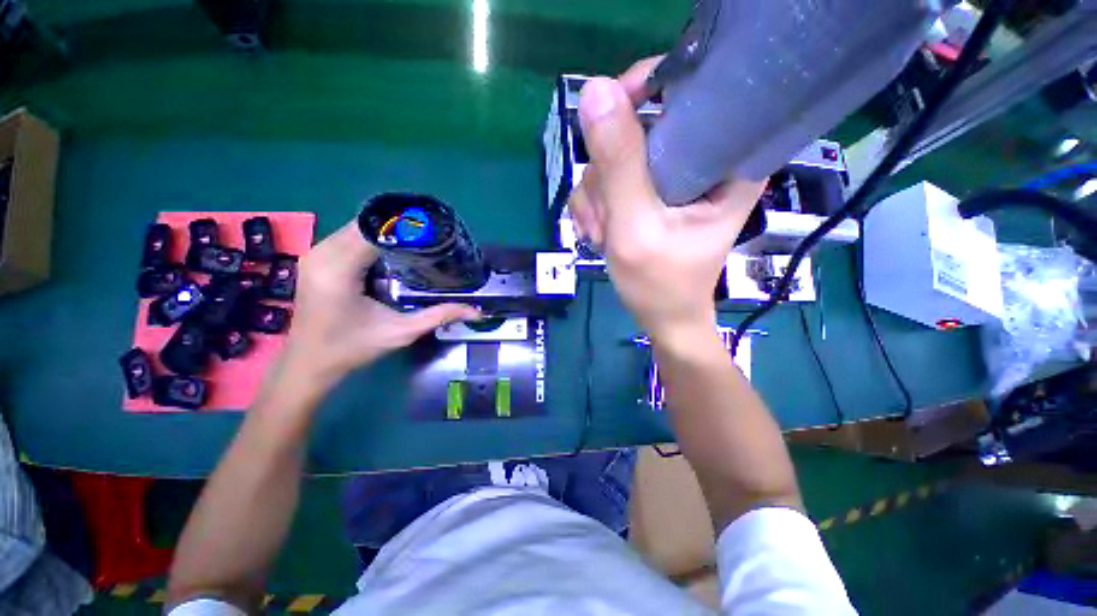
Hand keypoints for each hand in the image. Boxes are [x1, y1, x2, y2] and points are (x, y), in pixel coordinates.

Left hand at [276, 220, 478, 391]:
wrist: (309, 364)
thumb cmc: (352, 348)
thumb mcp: (401, 332)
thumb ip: (439, 316)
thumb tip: (475, 311)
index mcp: (338, 268)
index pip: (376, 230)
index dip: (406, 226)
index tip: (435, 229)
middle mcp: (321, 253)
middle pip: (366, 224)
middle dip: (400, 227)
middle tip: (431, 236)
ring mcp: (315, 254)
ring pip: (356, 228)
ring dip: (386, 232)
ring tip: (417, 241)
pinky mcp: (315, 260)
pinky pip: (348, 238)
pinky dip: (372, 240)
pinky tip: (393, 252)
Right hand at [568, 58, 764, 341]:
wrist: (660, 317)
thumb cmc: (660, 284)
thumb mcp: (637, 228)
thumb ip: (619, 166)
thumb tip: (595, 91)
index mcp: (724, 159)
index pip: (686, 91)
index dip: (642, 93)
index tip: (609, 121)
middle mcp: (698, 160)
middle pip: (635, 129)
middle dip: (607, 176)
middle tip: (608, 221)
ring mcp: (666, 178)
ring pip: (612, 160)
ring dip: (596, 200)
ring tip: (604, 235)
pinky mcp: (645, 193)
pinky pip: (604, 182)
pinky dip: (594, 209)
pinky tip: (600, 234)